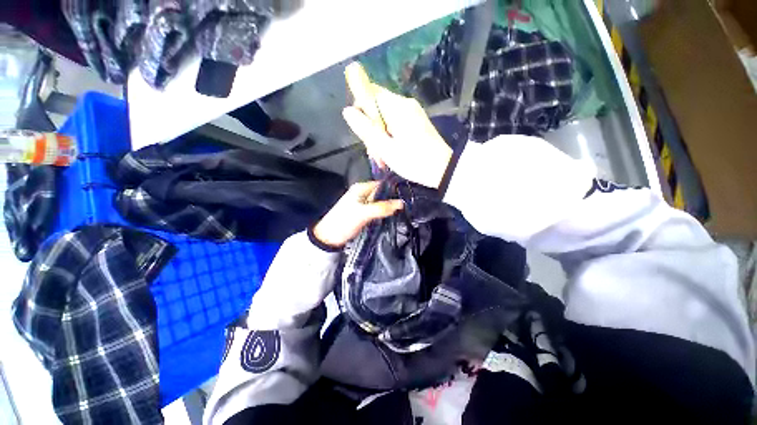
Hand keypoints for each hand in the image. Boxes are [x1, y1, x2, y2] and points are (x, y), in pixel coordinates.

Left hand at [312, 181, 403, 247]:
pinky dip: (382, 213)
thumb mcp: (363, 213)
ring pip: (379, 203)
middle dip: (391, 200)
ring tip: (399, 213)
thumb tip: (401, 203)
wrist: (329, 238)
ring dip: (387, 207)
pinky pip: (376, 211)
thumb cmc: (344, 222)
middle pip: (381, 194)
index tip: (405, 197)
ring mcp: (362, 204)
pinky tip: (389, 217)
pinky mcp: (363, 214)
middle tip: (404, 207)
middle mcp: (362, 194)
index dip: (392, 189)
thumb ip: (382, 208)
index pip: (381, 184)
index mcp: (361, 188)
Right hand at [343, 62, 451, 188]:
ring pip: (385, 118)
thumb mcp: (386, 149)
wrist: (444, 170)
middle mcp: (405, 104)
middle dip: (371, 128)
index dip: (360, 108)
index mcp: (397, 107)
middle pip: (377, 107)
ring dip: (379, 136)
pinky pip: (395, 124)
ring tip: (383, 158)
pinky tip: (390, 153)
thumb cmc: (414, 161)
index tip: (362, 132)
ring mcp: (412, 113)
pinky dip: (389, 137)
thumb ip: (366, 129)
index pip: (370, 92)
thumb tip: (347, 111)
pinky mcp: (415, 122)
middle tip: (374, 152)